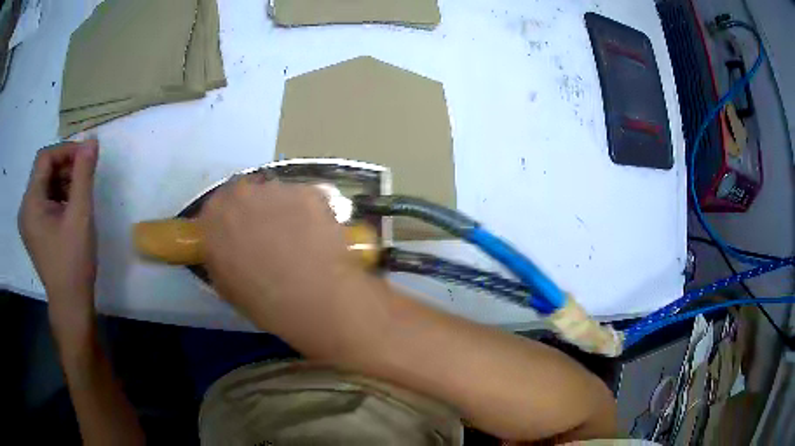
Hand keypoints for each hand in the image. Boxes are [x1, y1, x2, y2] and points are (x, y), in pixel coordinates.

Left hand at [18, 140, 98, 338]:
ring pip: (45, 185)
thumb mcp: (80, 215)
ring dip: (63, 181)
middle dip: (65, 167)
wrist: (71, 305)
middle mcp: (25, 208)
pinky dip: (58, 196)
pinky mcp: (34, 231)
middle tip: (86, 175)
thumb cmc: (73, 262)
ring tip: (80, 193)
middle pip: (43, 171)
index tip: (86, 156)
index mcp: (30, 203)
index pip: (44, 158)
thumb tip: (92, 140)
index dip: (65, 150)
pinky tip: (71, 208)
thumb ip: (84, 174)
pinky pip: (45, 201)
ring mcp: (29, 221)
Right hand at [199, 178, 373, 337]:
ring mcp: (277, 188)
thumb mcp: (224, 282)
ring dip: (283, 210)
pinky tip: (316, 236)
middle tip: (268, 235)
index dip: (230, 221)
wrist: (307, 295)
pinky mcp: (309, 191)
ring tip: (297, 238)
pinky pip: (305, 199)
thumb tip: (230, 250)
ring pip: (277, 194)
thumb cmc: (259, 298)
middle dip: (255, 210)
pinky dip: (309, 213)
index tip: (238, 235)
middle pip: (247, 194)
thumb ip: (221, 255)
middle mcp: (242, 193)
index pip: (217, 207)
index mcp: (214, 215)